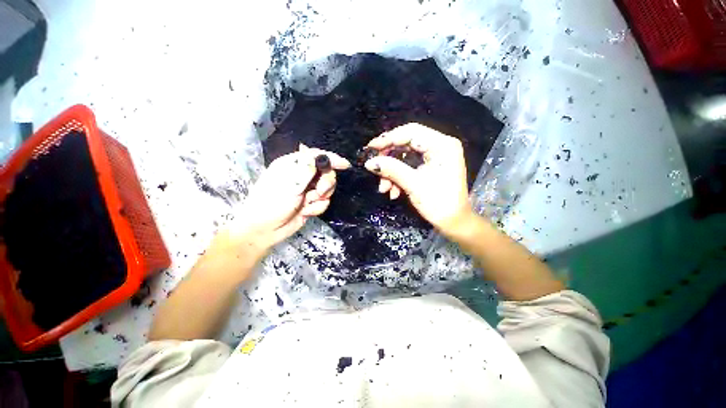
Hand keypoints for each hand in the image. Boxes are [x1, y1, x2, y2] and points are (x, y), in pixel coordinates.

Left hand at [224, 145, 349, 255]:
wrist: (264, 231)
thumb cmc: (271, 204)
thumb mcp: (289, 185)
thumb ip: (305, 169)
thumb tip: (312, 151)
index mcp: (292, 165)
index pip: (315, 156)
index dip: (331, 159)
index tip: (345, 165)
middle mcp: (301, 176)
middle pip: (325, 173)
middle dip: (326, 183)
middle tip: (320, 192)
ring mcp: (307, 190)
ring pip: (327, 189)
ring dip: (320, 198)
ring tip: (307, 204)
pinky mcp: (310, 203)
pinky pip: (324, 202)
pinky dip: (317, 208)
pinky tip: (305, 212)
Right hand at [364, 123, 473, 235]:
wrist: (453, 222)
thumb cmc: (438, 203)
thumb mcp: (413, 185)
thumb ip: (391, 169)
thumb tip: (369, 162)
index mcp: (442, 145)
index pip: (411, 132)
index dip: (388, 139)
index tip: (370, 148)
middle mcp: (440, 145)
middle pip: (406, 143)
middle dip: (389, 159)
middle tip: (375, 168)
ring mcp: (435, 156)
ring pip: (405, 156)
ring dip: (392, 171)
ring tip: (384, 189)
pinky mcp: (430, 165)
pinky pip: (409, 165)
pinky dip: (398, 176)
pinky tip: (393, 191)